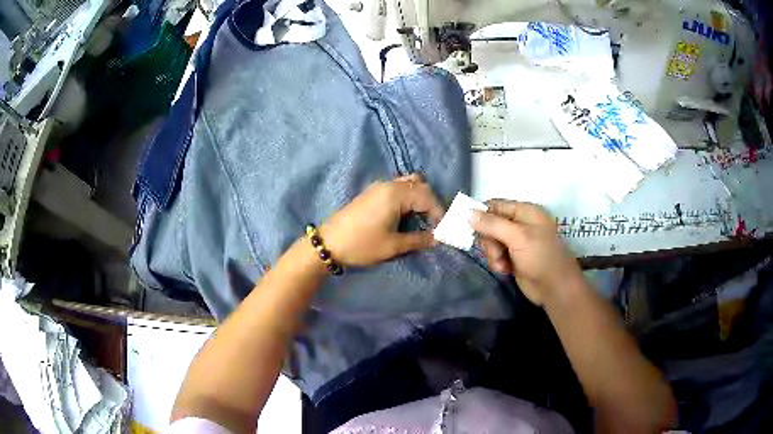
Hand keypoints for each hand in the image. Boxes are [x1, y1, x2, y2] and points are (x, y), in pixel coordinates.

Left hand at [320, 174, 444, 266]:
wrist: (329, 243)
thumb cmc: (362, 244)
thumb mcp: (393, 245)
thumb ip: (419, 239)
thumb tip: (438, 238)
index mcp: (396, 194)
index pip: (427, 197)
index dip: (440, 213)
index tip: (444, 230)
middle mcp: (389, 185)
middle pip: (420, 185)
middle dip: (432, 202)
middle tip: (436, 223)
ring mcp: (379, 187)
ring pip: (408, 183)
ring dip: (420, 197)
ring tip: (423, 218)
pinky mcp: (371, 193)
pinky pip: (397, 187)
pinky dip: (408, 196)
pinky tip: (408, 213)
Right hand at [470, 200, 583, 305]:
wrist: (555, 288)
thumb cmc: (540, 257)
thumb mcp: (517, 237)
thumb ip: (493, 224)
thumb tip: (469, 213)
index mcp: (525, 211)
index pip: (496, 205)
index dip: (482, 215)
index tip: (469, 228)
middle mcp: (521, 223)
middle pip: (491, 225)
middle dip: (490, 240)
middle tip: (496, 252)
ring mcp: (518, 241)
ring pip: (492, 242)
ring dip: (493, 254)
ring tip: (502, 264)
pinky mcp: (515, 257)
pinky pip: (497, 255)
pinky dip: (498, 262)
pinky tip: (505, 270)